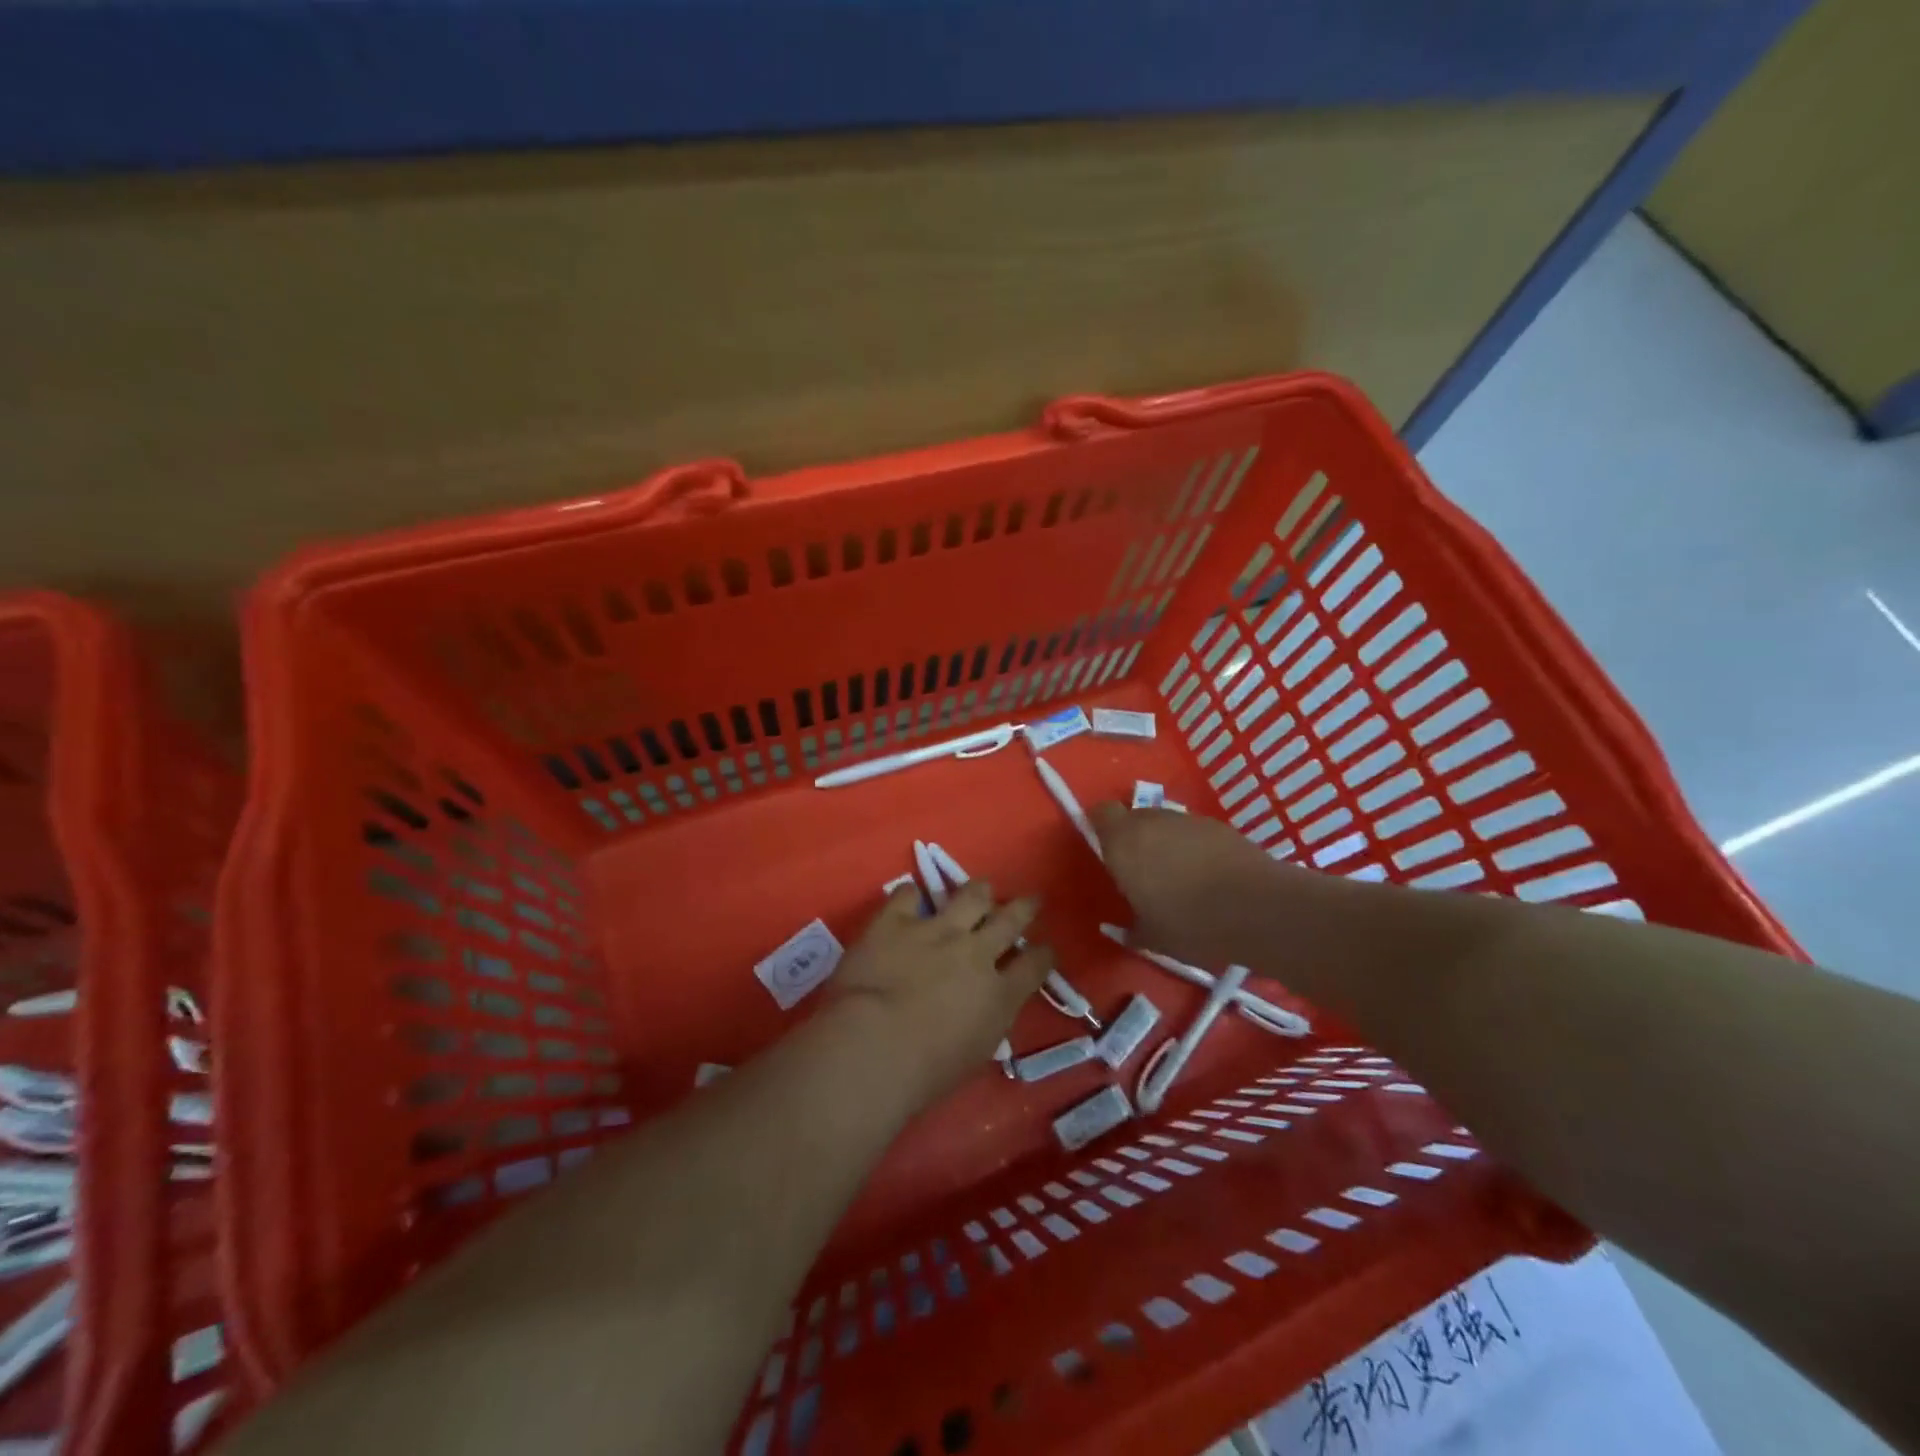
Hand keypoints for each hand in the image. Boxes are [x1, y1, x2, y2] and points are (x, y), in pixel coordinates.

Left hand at [832, 880, 1055, 1101]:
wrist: (874, 1045)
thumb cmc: (925, 1071)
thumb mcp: (975, 1054)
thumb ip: (987, 1021)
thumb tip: (987, 1006)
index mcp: (999, 994)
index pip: (1034, 966)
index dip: (1043, 954)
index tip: (1045, 949)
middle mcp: (975, 952)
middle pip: (1010, 920)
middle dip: (1025, 908)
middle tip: (1031, 899)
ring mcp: (935, 930)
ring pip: (970, 896)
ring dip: (979, 891)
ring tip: (982, 887)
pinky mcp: (895, 921)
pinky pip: (907, 895)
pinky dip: (911, 895)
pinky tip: (911, 895)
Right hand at [1093, 802, 1275, 966]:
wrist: (1258, 909)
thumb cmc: (1191, 923)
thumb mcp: (1153, 938)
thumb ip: (1131, 930)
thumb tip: (1123, 931)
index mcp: (1123, 842)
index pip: (1101, 813)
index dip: (1102, 828)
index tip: (1107, 852)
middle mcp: (1152, 821)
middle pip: (1134, 817)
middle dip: (1135, 839)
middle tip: (1143, 873)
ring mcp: (1188, 820)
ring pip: (1166, 824)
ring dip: (1166, 843)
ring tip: (1179, 878)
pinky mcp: (1220, 826)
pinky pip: (1194, 833)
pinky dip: (1195, 848)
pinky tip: (1209, 877)